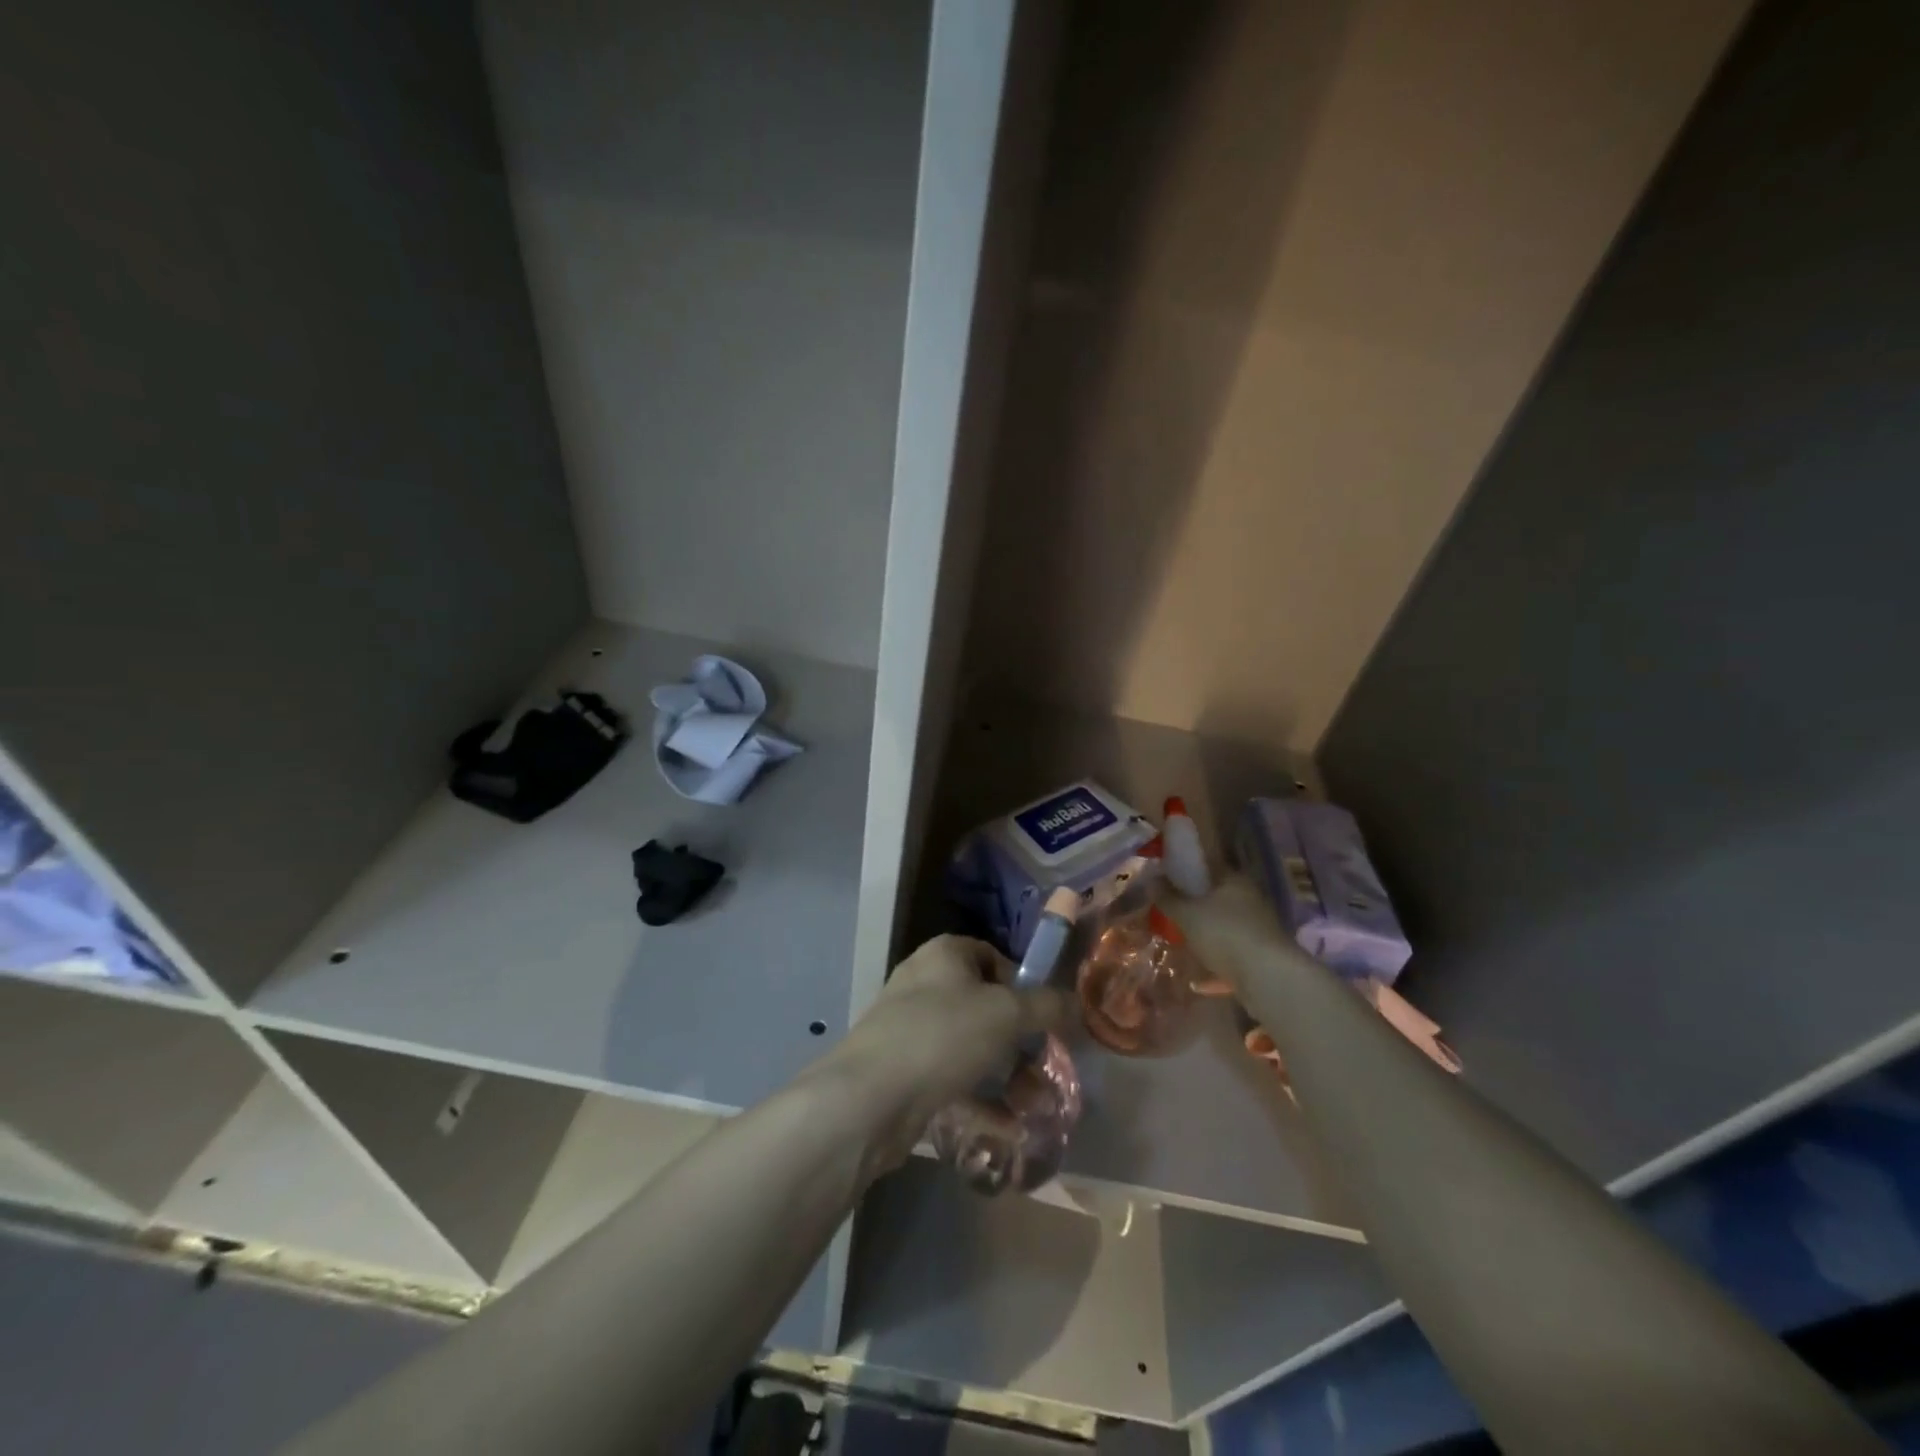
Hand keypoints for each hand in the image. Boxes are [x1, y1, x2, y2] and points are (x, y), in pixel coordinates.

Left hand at [816, 934, 1067, 1172]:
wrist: (869, 1097)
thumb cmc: (942, 1036)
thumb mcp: (1006, 1013)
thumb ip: (1046, 1005)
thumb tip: (1074, 1003)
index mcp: (945, 954)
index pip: (994, 957)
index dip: (1024, 985)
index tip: (1046, 1020)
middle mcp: (924, 982)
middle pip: (985, 1005)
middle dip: (1019, 1039)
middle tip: (1045, 1068)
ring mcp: (910, 1027)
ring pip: (971, 1045)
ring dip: (1006, 1074)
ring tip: (1033, 1106)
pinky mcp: (902, 1069)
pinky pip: (952, 1077)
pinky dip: (980, 1098)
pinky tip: (1007, 1126)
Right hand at [1166, 871, 1297, 992]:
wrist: (1267, 977)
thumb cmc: (1223, 934)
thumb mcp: (1186, 914)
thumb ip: (1168, 897)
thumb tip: (1152, 880)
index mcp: (1234, 880)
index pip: (1208, 866)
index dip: (1187, 871)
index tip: (1167, 881)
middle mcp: (1251, 898)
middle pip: (1218, 895)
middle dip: (1196, 904)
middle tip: (1172, 913)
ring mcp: (1260, 926)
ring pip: (1226, 923)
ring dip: (1208, 931)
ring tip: (1184, 941)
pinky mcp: (1263, 953)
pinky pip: (1233, 949)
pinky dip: (1218, 956)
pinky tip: (1200, 976)